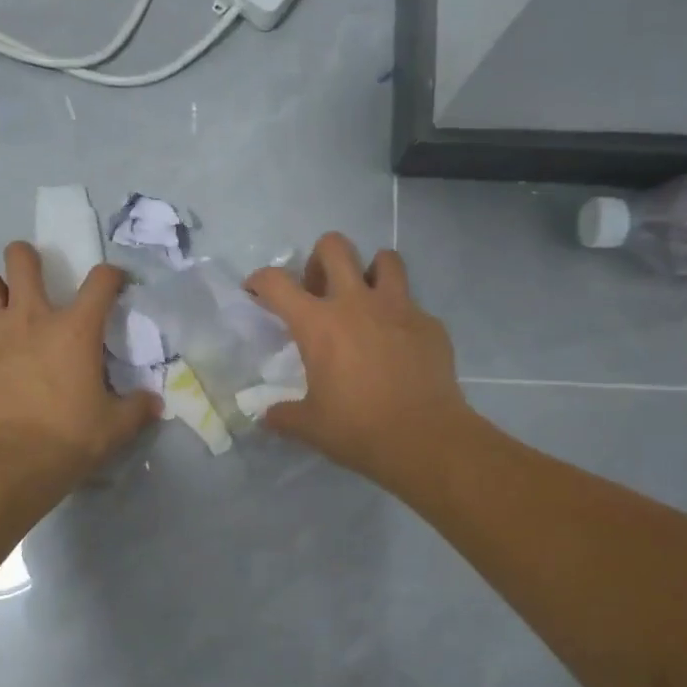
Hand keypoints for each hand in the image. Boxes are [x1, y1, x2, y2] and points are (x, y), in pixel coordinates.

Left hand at [0, 243, 160, 495]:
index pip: (100, 281)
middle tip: (34, 273)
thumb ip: (137, 408)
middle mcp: (30, 320)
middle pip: (20, 260)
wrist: (6, 467)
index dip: (112, 276)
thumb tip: (153, 402)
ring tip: (2, 304)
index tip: (115, 284)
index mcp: (74, 330)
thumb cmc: (69, 439)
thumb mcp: (115, 427)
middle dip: (27, 257)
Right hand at [245, 233, 471, 491]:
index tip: (256, 292)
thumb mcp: (310, 426)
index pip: (277, 282)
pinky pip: (412, 304)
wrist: (425, 440)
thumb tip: (267, 416)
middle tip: (319, 290)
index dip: (259, 280)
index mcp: (319, 324)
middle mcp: (357, 303)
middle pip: (334, 246)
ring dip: (370, 271)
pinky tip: (399, 344)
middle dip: (319, 259)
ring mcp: (399, 308)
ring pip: (385, 259)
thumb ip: (283, 415)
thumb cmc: (358, 429)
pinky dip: (400, 315)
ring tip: (366, 300)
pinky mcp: (430, 324)